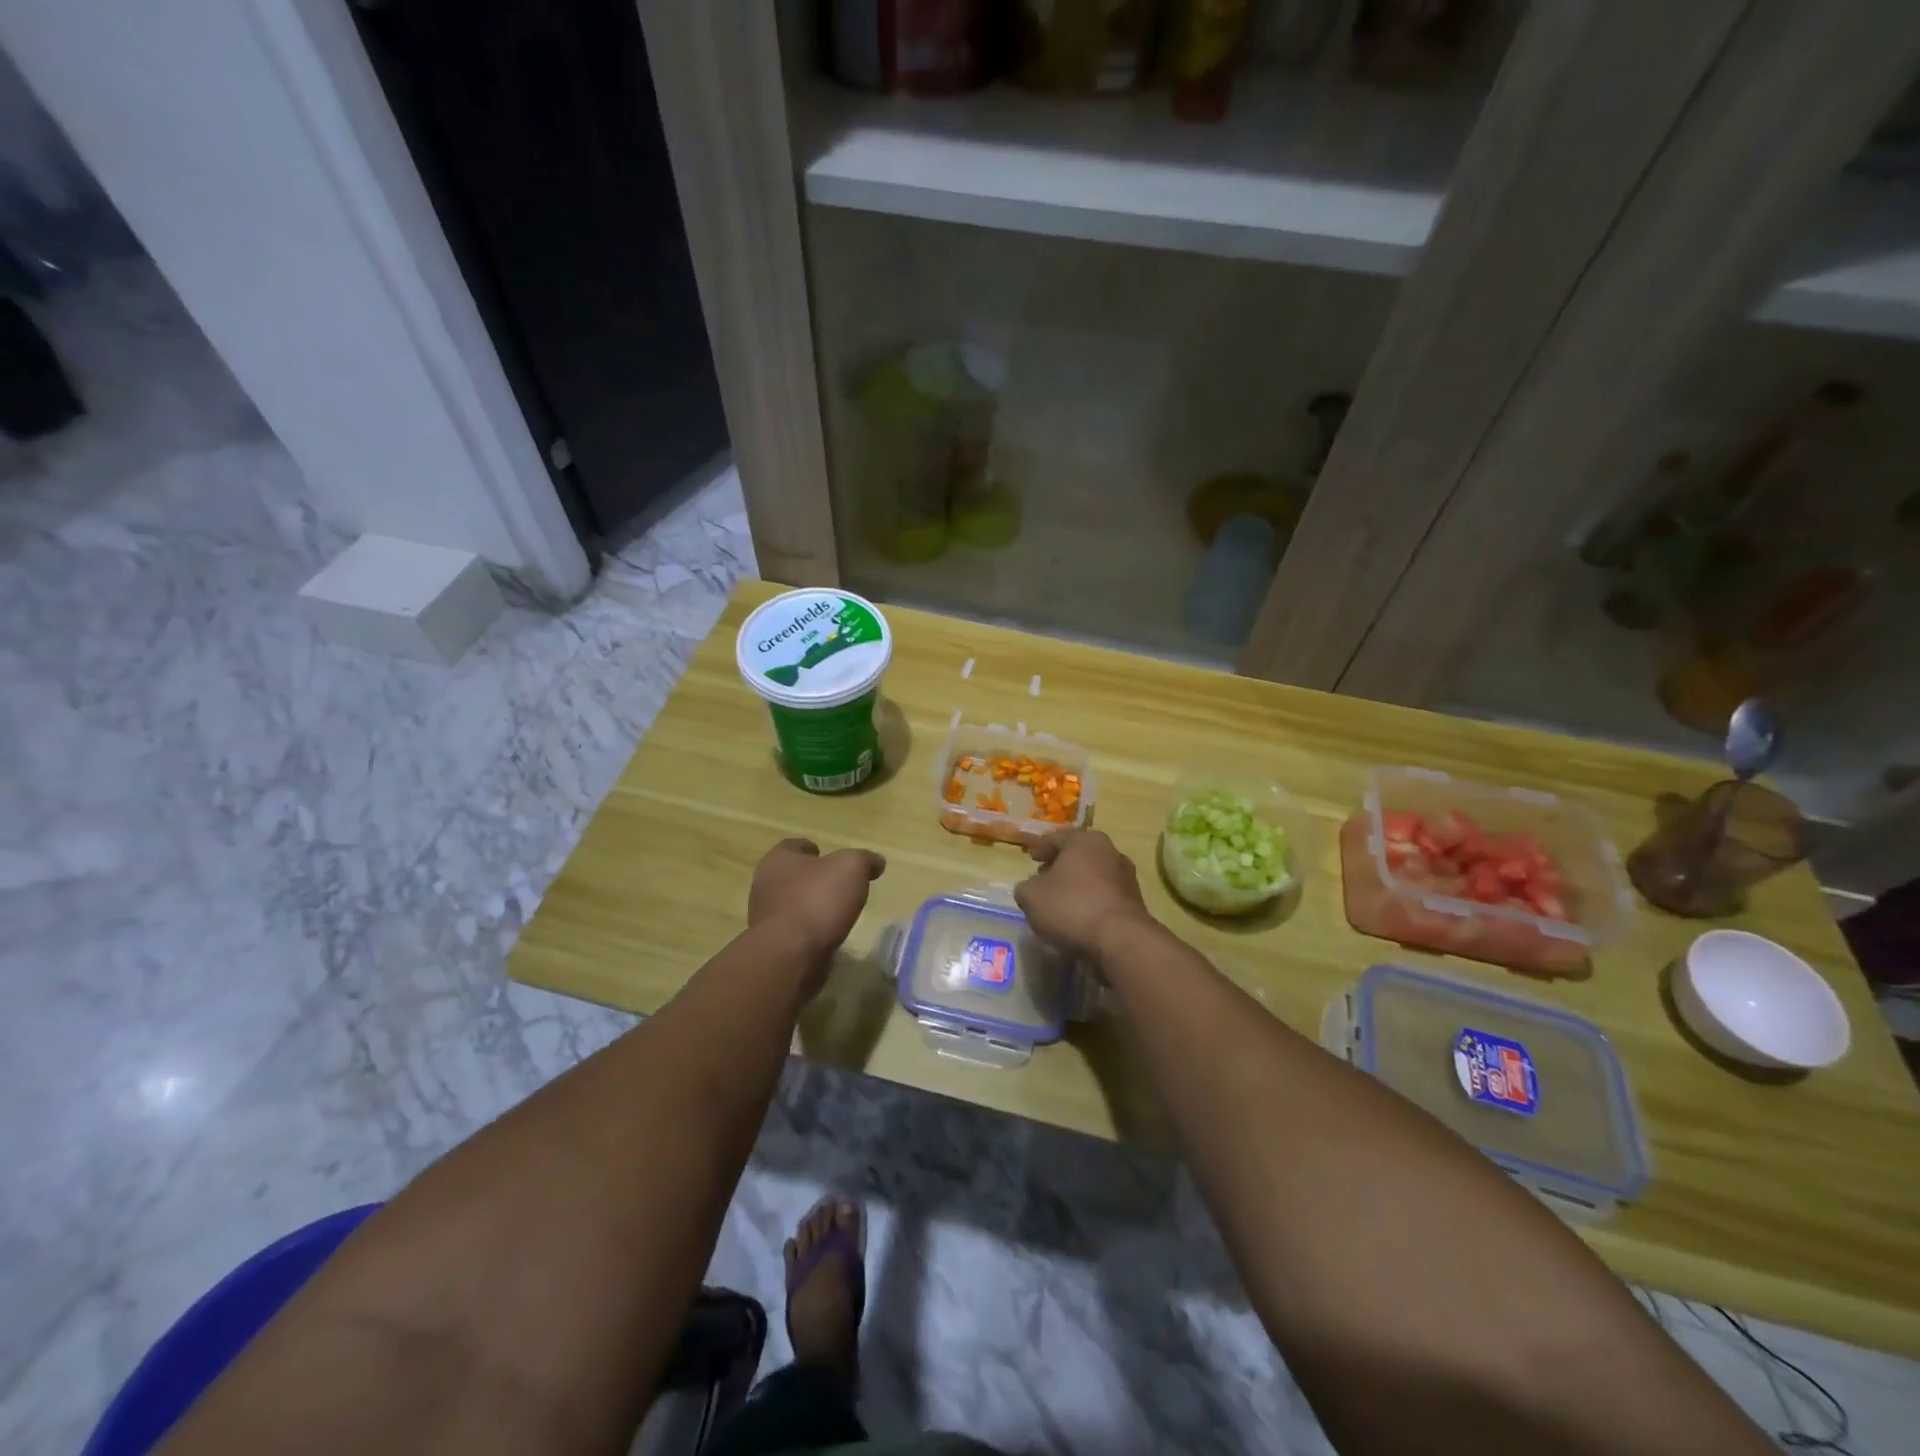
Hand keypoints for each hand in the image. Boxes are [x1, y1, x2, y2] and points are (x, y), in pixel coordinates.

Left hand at [748, 838, 885, 959]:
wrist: (790, 955)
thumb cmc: (818, 900)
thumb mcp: (852, 867)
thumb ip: (865, 860)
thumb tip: (876, 862)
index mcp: (779, 859)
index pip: (794, 846)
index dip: (814, 850)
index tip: (833, 860)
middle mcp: (765, 884)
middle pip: (792, 876)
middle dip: (814, 880)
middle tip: (840, 886)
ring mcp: (766, 917)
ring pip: (792, 905)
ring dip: (811, 908)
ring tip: (838, 914)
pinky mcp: (772, 945)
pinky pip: (794, 932)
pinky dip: (810, 932)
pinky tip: (828, 937)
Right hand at [1013, 830, 1155, 961]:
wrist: (1120, 940)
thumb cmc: (1071, 907)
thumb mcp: (1031, 896)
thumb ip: (1025, 887)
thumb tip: (1031, 888)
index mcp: (1085, 841)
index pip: (1057, 838)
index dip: (1040, 847)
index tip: (1031, 857)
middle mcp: (1110, 852)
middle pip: (1078, 855)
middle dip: (1060, 865)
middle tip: (1043, 876)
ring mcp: (1127, 877)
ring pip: (1094, 875)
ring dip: (1077, 884)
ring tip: (1060, 900)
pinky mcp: (1135, 903)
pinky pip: (1105, 896)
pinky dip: (1091, 901)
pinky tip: (1079, 917)